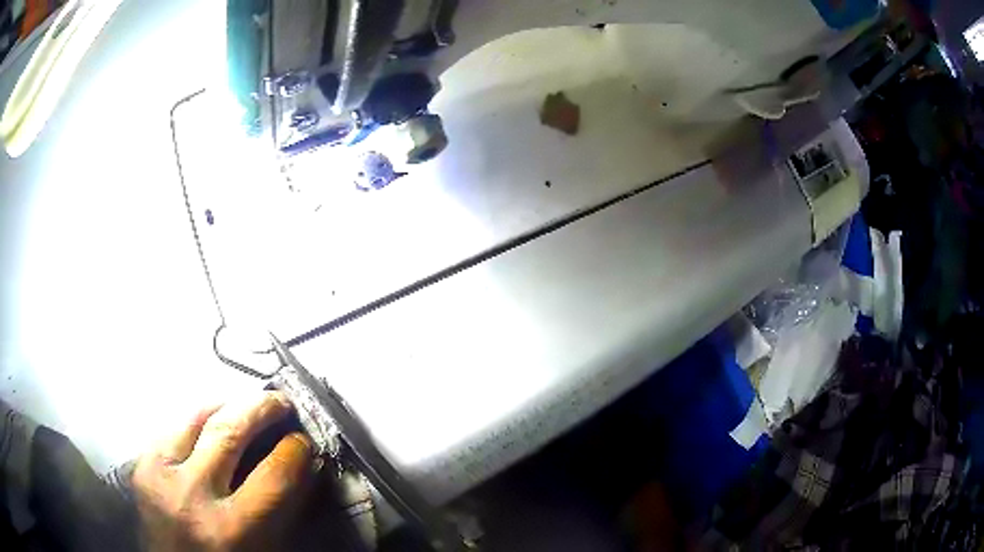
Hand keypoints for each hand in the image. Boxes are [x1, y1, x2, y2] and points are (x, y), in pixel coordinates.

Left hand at [132, 392, 313, 551]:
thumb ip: (281, 509)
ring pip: (196, 417)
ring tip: (246, 403)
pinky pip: (173, 427)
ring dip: (227, 405)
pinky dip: (198, 420)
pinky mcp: (141, 465)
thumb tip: (299, 464)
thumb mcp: (263, 547)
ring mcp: (158, 475)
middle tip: (280, 401)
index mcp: (230, 529)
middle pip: (229, 432)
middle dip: (260, 408)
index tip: (304, 440)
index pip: (273, 474)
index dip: (295, 451)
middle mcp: (190, 496)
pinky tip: (211, 420)